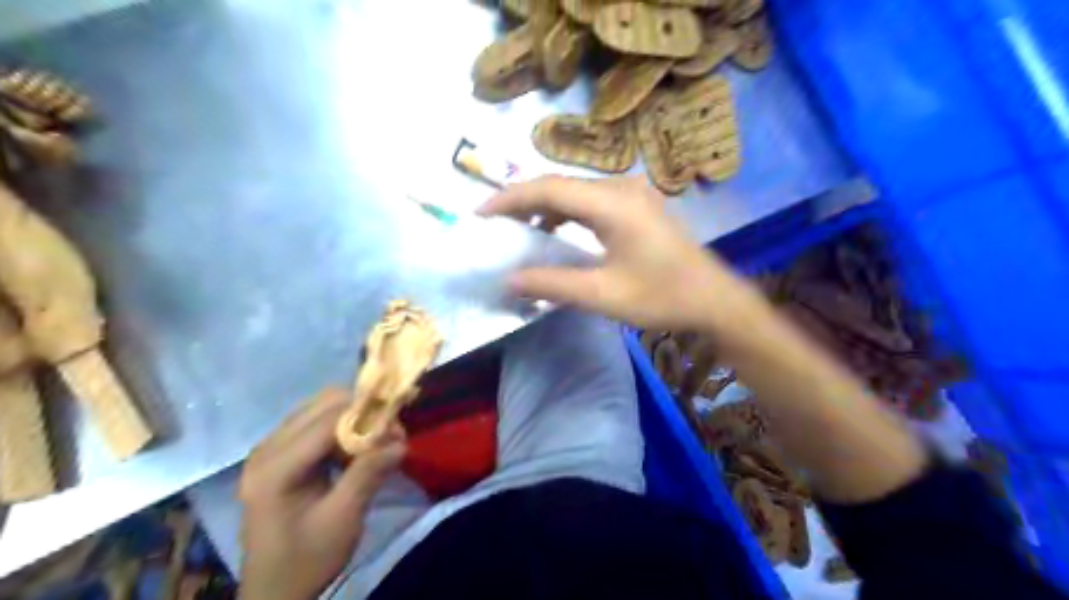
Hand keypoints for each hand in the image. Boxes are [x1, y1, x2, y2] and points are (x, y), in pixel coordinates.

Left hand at [236, 390, 404, 599]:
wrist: (274, 591)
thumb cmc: (307, 559)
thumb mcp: (343, 519)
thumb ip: (368, 473)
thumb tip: (401, 441)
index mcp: (275, 467)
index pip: (328, 420)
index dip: (367, 415)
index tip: (400, 427)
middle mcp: (267, 448)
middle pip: (323, 404)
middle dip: (362, 411)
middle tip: (391, 433)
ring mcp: (269, 448)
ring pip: (320, 408)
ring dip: (353, 417)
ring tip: (377, 441)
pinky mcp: (278, 454)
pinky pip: (315, 422)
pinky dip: (341, 427)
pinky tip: (355, 449)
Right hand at [477, 172, 749, 332]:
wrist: (714, 299)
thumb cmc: (662, 297)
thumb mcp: (602, 295)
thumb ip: (552, 285)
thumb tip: (509, 280)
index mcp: (613, 204)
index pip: (549, 189)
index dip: (510, 199)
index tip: (481, 213)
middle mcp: (621, 187)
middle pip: (561, 185)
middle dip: (523, 201)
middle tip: (494, 223)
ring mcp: (633, 194)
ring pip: (576, 191)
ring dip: (545, 207)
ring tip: (518, 229)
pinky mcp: (638, 205)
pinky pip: (592, 201)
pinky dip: (567, 213)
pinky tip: (556, 232)